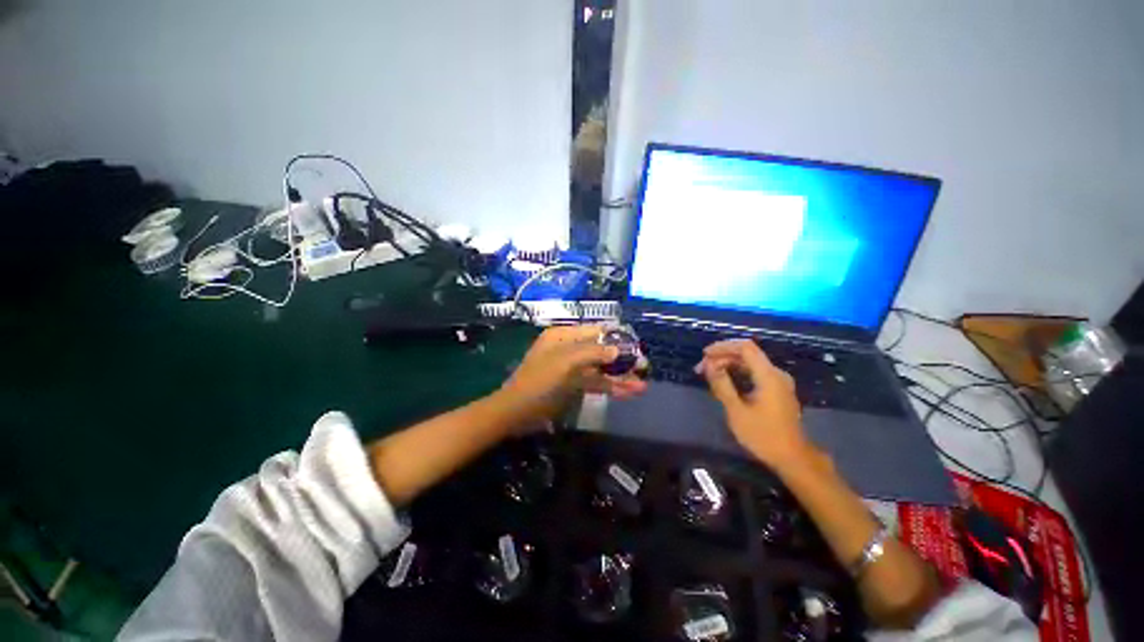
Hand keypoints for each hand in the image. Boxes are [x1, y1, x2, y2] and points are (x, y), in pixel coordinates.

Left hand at [496, 325, 647, 423]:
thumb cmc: (539, 381)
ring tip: (642, 384)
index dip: (616, 337)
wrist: (517, 413)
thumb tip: (617, 349)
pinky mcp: (573, 385)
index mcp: (564, 336)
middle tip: (644, 367)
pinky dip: (611, 387)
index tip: (636, 346)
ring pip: (600, 369)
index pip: (596, 331)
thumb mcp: (564, 362)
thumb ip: (592, 352)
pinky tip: (628, 392)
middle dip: (621, 359)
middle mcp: (569, 348)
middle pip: (601, 350)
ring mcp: (572, 368)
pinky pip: (595, 383)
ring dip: (619, 376)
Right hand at [696, 339, 819, 470]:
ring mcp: (778, 382)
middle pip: (746, 354)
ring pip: (750, 363)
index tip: (704, 355)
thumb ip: (722, 384)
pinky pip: (755, 373)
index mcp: (769, 376)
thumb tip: (709, 364)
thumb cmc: (763, 436)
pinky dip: (737, 372)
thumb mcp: (737, 411)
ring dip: (728, 365)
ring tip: (708, 374)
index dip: (723, 347)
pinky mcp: (777, 390)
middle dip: (722, 357)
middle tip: (701, 369)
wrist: (793, 458)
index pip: (745, 347)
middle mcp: (776, 374)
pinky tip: (724, 381)